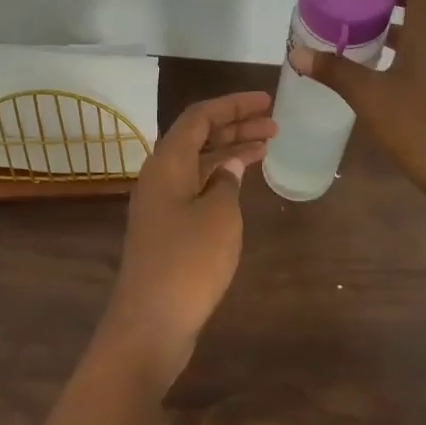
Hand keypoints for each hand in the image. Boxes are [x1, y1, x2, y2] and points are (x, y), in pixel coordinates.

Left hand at [93, 91, 275, 393]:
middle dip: (235, 126)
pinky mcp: (166, 229)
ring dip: (230, 152)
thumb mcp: (219, 216)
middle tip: (275, 124)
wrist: (150, 323)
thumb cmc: (188, 262)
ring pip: (198, 164)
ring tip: (267, 147)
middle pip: (198, 138)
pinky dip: (221, 179)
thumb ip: (227, 182)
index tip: (267, 101)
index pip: (199, 117)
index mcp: (167, 163)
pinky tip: (242, 184)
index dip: (233, 105)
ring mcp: (160, 205)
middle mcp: (159, 177)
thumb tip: (230, 166)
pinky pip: (196, 188)